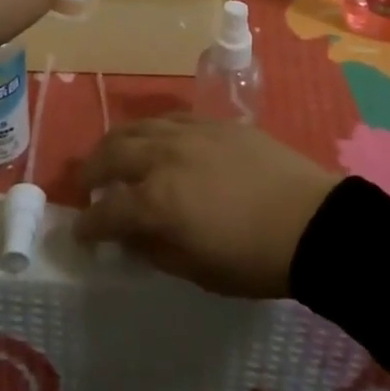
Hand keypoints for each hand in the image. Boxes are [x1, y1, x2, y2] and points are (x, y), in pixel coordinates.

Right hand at [74, 116, 338, 297]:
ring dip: (116, 143)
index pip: (107, 209)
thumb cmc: (254, 259)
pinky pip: (168, 118)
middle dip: (91, 170)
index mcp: (157, 201)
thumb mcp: (198, 271)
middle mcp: (163, 157)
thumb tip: (129, 238)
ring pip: (137, 127)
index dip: (88, 223)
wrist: (309, 220)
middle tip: (86, 185)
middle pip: (112, 153)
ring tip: (111, 156)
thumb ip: (155, 250)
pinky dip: (150, 130)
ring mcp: (187, 132)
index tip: (80, 232)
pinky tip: (153, 140)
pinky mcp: (211, 121)